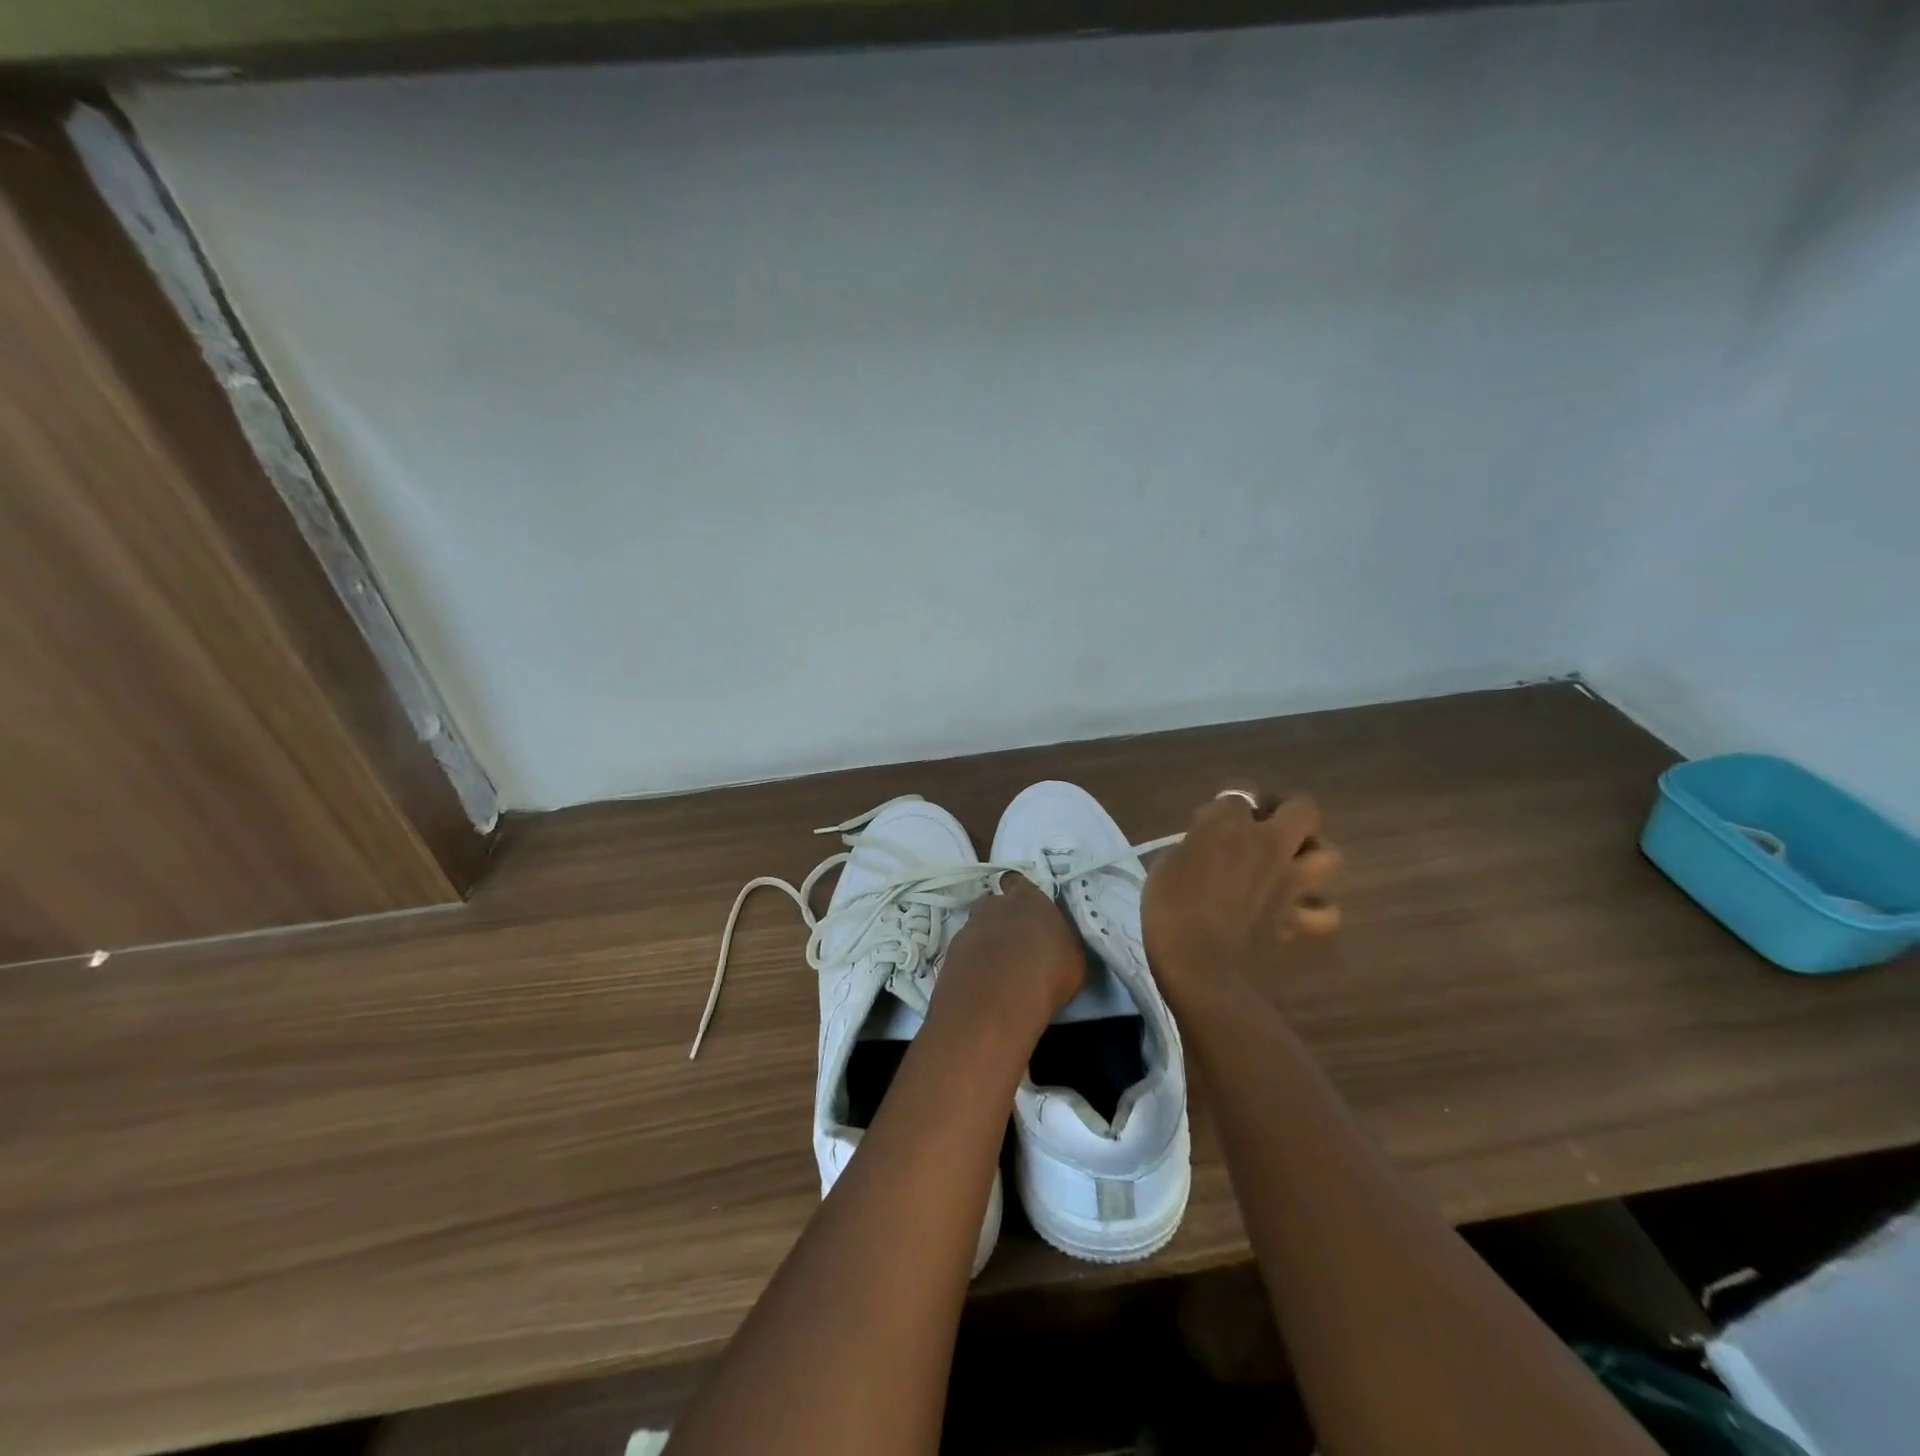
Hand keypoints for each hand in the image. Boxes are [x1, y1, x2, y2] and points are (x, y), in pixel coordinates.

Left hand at [930, 876, 1084, 1043]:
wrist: (995, 1003)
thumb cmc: (1046, 974)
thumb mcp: (1072, 958)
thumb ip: (1059, 940)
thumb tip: (1053, 942)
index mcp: (1027, 899)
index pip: (1018, 882)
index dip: (1020, 894)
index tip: (1027, 910)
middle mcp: (994, 906)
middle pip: (994, 905)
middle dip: (1002, 918)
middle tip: (1014, 943)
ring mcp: (967, 928)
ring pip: (977, 928)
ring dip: (986, 942)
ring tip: (998, 969)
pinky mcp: (950, 954)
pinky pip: (965, 953)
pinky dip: (972, 963)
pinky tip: (983, 983)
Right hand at [1142, 788, 1341, 1007]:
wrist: (1199, 965)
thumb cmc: (1169, 910)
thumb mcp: (1166, 865)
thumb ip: (1194, 847)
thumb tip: (1208, 847)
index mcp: (1228, 825)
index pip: (1238, 792)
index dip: (1227, 804)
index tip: (1211, 820)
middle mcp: (1268, 844)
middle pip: (1302, 808)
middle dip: (1288, 813)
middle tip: (1266, 828)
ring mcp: (1290, 882)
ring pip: (1329, 855)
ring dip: (1312, 856)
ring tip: (1290, 865)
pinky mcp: (1298, 918)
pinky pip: (1324, 911)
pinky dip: (1315, 910)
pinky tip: (1296, 911)